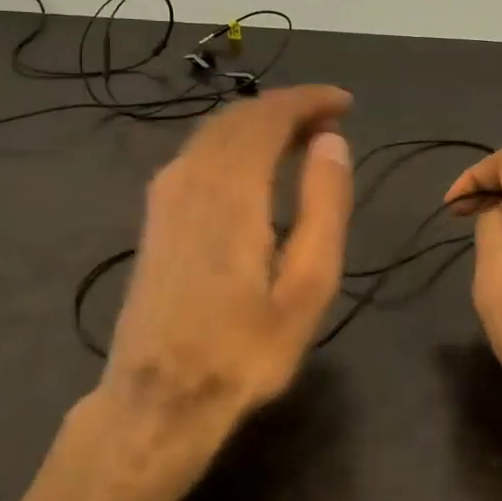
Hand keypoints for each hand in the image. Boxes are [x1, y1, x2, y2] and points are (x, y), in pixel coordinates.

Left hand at [61, 86, 353, 500]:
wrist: (158, 400)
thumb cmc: (244, 351)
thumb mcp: (307, 286)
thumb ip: (324, 206)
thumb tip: (331, 141)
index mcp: (230, 191)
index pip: (268, 116)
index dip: (308, 100)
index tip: (345, 103)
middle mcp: (190, 178)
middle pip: (239, 118)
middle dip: (287, 108)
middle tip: (330, 120)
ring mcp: (165, 196)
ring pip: (215, 133)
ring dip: (260, 124)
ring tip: (303, 138)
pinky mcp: (156, 216)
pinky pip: (199, 154)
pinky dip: (235, 143)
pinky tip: (257, 167)